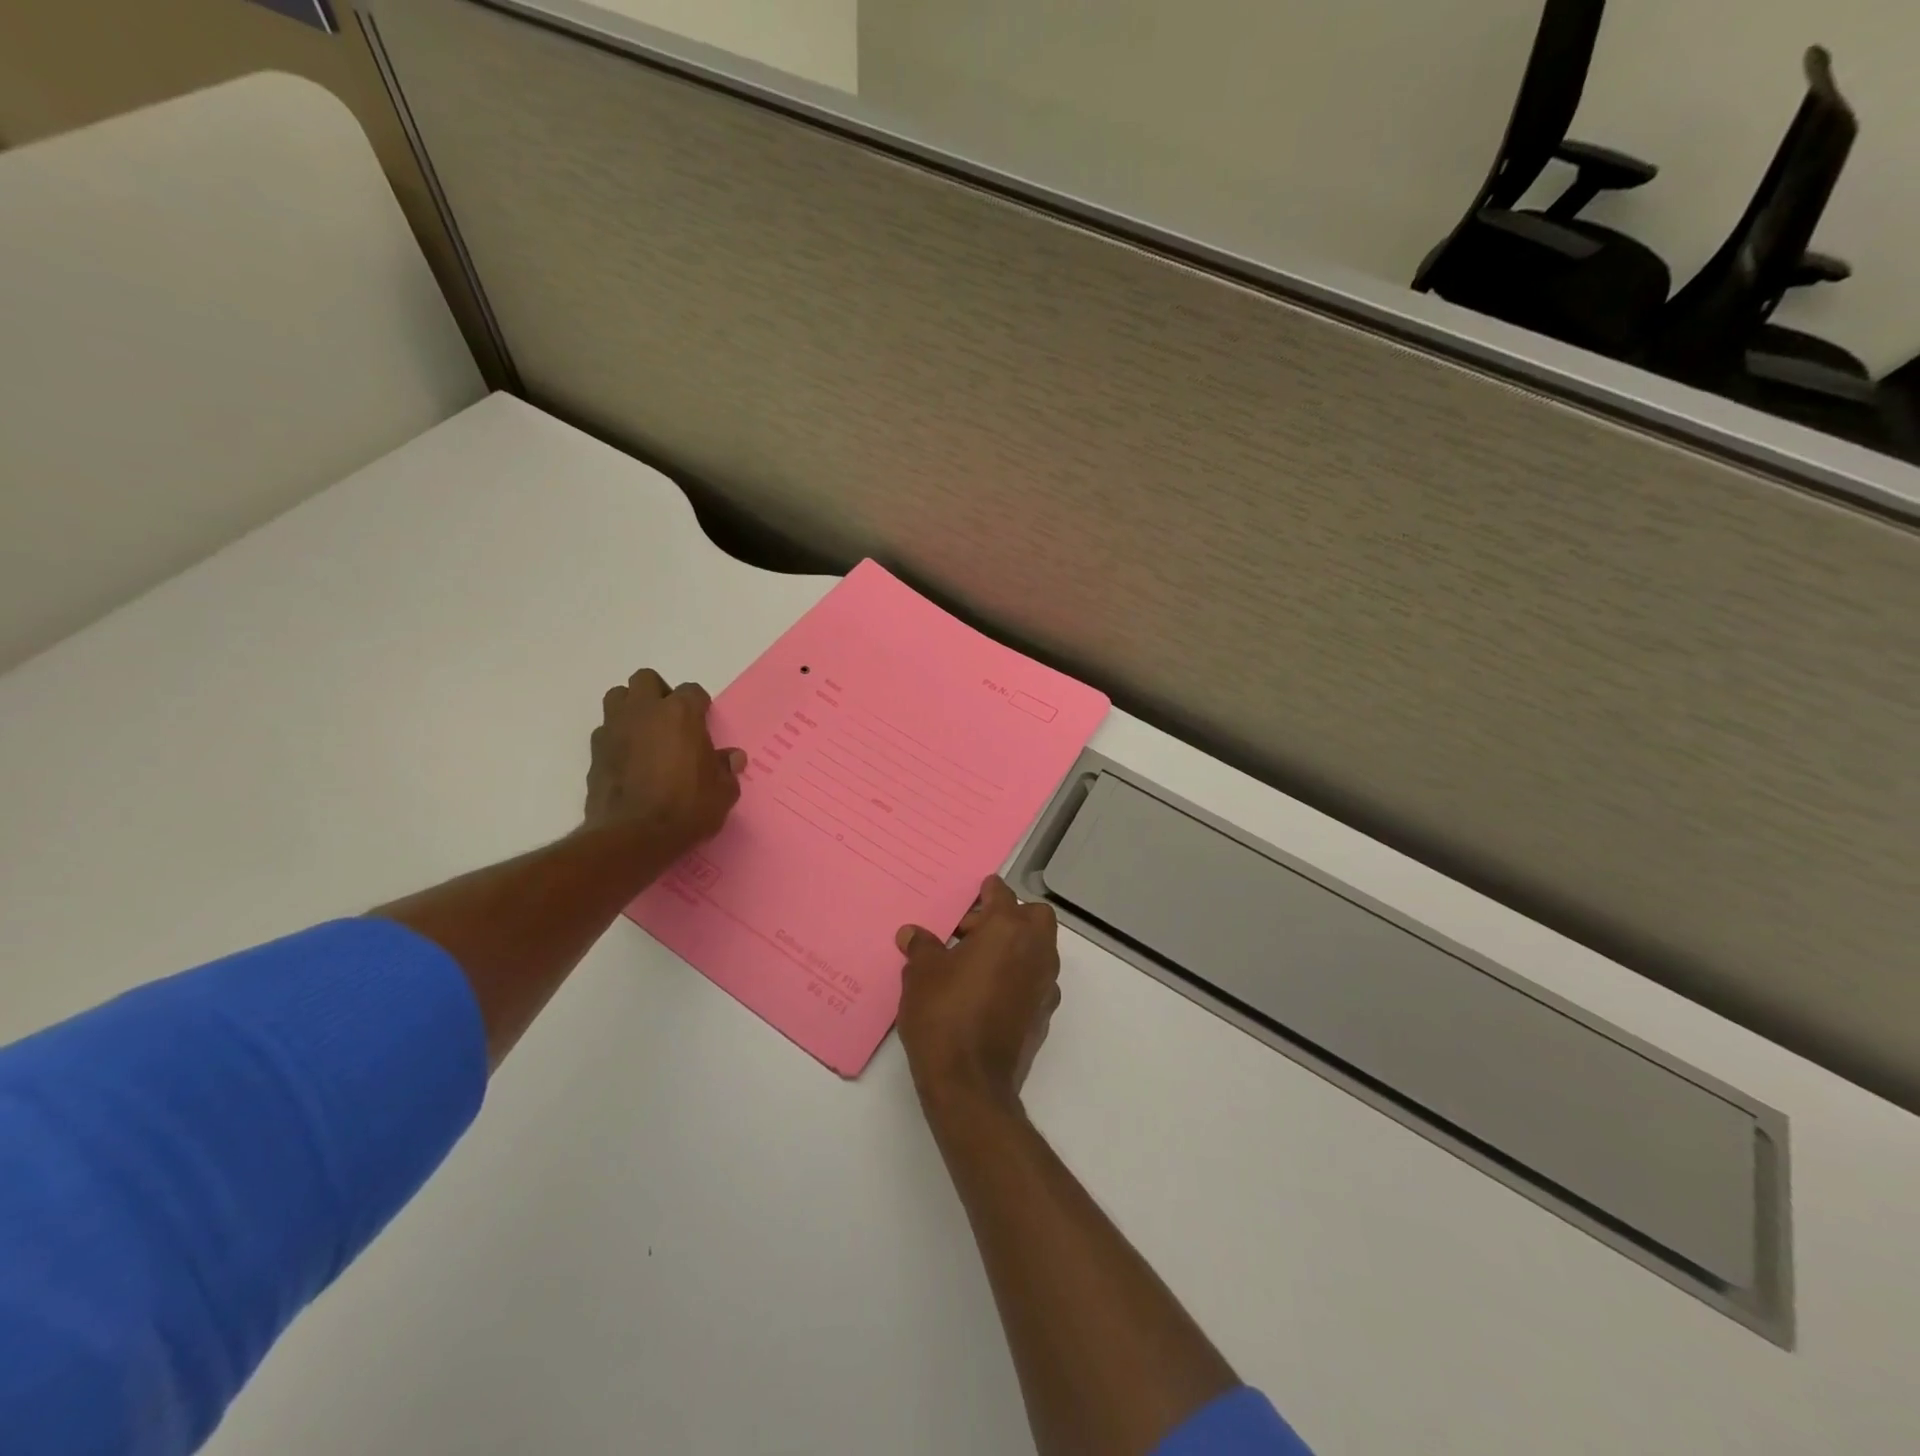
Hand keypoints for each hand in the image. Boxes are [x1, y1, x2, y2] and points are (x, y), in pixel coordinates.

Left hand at [584, 669, 745, 853]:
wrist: (634, 836)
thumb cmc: (687, 808)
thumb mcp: (722, 792)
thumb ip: (726, 769)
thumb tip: (732, 758)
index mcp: (681, 713)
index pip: (692, 691)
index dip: (699, 706)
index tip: (704, 724)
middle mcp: (645, 711)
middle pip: (646, 680)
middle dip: (658, 693)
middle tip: (671, 720)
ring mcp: (615, 729)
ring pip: (618, 697)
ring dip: (631, 708)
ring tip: (646, 733)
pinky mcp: (595, 752)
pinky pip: (606, 731)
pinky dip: (617, 738)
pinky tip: (629, 760)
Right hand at [897, 876, 1061, 1111]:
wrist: (970, 1083)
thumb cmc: (944, 1015)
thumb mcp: (921, 974)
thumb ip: (921, 947)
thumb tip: (912, 934)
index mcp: (1007, 929)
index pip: (1002, 894)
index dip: (987, 891)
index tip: (977, 891)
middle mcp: (1035, 950)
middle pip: (1034, 916)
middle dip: (1009, 916)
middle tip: (973, 932)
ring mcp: (1046, 983)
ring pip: (1040, 948)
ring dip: (1016, 946)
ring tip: (977, 963)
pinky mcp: (1045, 1013)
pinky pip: (1036, 980)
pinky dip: (1019, 976)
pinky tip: (990, 993)